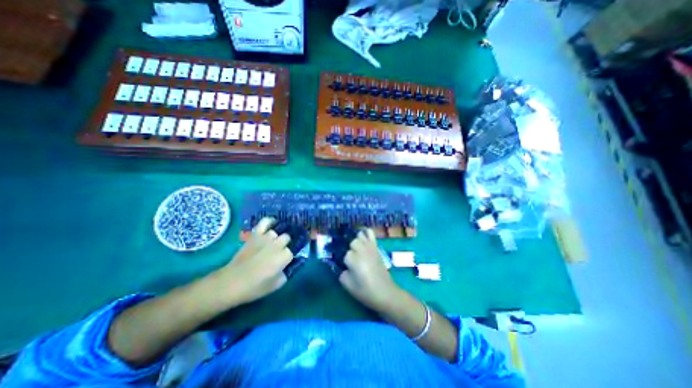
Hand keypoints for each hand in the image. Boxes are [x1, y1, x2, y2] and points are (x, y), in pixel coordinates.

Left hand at [216, 218, 292, 305]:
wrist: (231, 282)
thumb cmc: (255, 287)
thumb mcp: (276, 284)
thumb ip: (288, 272)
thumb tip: (292, 264)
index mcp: (283, 257)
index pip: (295, 249)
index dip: (293, 253)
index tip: (291, 257)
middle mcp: (277, 244)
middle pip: (288, 237)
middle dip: (287, 243)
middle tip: (284, 249)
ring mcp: (265, 238)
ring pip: (278, 230)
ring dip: (279, 235)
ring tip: (278, 239)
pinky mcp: (255, 235)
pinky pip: (265, 222)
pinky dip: (270, 221)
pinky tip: (273, 224)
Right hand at [339, 231, 403, 311]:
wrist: (385, 292)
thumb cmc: (365, 291)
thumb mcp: (348, 285)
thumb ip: (341, 273)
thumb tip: (342, 265)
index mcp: (354, 260)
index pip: (344, 254)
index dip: (344, 260)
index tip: (346, 266)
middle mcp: (362, 250)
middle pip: (352, 242)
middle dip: (350, 249)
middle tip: (351, 258)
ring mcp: (370, 247)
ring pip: (359, 235)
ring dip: (356, 240)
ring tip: (356, 248)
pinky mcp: (376, 247)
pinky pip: (370, 233)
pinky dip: (366, 232)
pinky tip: (362, 235)